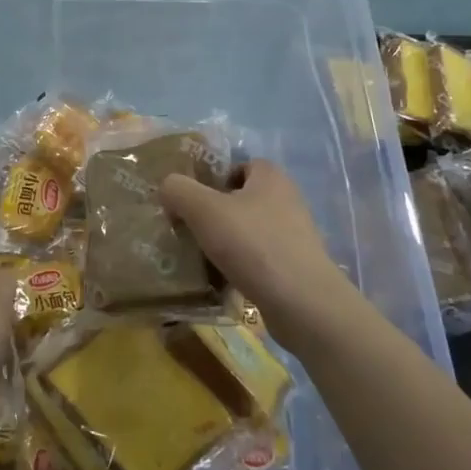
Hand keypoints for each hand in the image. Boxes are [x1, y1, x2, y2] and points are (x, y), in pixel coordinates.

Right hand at [162, 160, 369, 355]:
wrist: (303, 303)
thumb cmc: (253, 245)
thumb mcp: (203, 209)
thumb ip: (178, 190)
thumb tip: (168, 188)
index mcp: (270, 176)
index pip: (238, 166)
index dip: (213, 180)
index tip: (192, 202)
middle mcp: (287, 199)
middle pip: (241, 199)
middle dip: (215, 214)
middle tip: (191, 230)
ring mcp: (295, 235)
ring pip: (249, 230)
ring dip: (226, 243)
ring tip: (202, 259)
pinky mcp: (296, 266)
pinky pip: (259, 258)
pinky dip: (241, 266)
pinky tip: (223, 281)